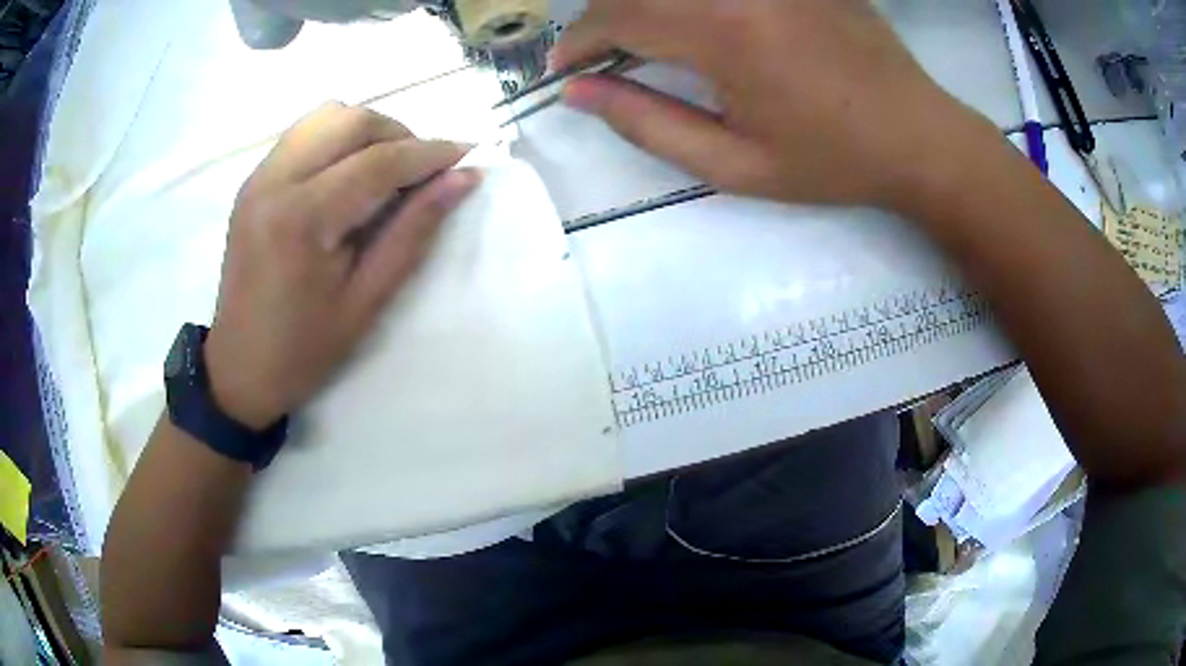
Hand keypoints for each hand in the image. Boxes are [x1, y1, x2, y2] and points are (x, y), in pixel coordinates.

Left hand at [203, 103, 479, 429]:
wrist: (239, 367)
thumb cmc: (305, 349)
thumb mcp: (367, 300)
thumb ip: (414, 231)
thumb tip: (462, 178)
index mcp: (302, 220)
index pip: (377, 162)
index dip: (429, 153)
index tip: (467, 154)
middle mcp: (275, 182)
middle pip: (350, 120)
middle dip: (398, 134)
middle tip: (421, 170)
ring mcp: (258, 177)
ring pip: (326, 116)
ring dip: (367, 131)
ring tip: (386, 168)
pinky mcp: (253, 181)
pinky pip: (304, 133)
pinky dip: (338, 139)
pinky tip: (349, 173)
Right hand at [552, 0, 987, 212]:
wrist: (917, 137)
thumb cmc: (831, 161)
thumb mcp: (734, 164)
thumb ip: (647, 125)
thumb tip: (580, 95)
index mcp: (724, 32)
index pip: (618, 16)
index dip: (578, 41)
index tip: (565, 69)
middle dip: (603, 17)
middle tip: (599, 53)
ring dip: (644, 3)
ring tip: (641, 36)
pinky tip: (694, 21)